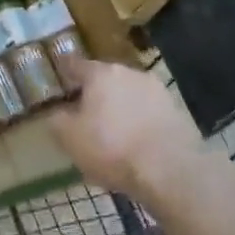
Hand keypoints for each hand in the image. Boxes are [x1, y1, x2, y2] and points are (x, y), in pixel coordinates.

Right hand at [49, 58, 205, 207]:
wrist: (170, 170)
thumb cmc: (111, 147)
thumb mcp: (68, 137)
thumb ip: (57, 119)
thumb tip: (57, 112)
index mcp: (101, 74)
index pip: (75, 64)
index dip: (65, 69)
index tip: (59, 72)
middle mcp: (130, 74)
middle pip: (105, 79)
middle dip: (94, 92)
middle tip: (84, 110)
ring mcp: (157, 92)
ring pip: (129, 95)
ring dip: (119, 107)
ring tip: (112, 130)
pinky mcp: (177, 112)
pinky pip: (148, 112)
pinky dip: (138, 121)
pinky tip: (134, 141)